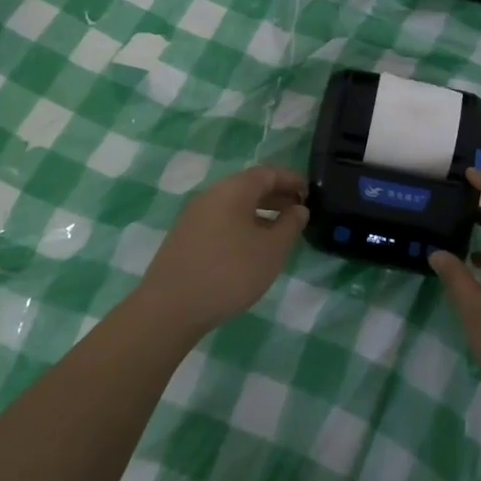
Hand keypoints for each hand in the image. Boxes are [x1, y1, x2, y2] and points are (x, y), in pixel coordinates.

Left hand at [137, 166, 308, 335]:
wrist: (170, 307)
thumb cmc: (229, 272)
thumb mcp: (271, 250)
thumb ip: (290, 225)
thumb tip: (298, 209)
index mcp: (233, 189)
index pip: (268, 173)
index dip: (291, 180)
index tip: (310, 192)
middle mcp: (212, 194)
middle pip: (249, 186)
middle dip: (276, 196)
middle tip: (298, 212)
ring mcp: (194, 215)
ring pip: (234, 205)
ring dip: (259, 212)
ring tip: (278, 232)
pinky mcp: (185, 237)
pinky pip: (221, 220)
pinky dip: (241, 225)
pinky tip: (249, 248)